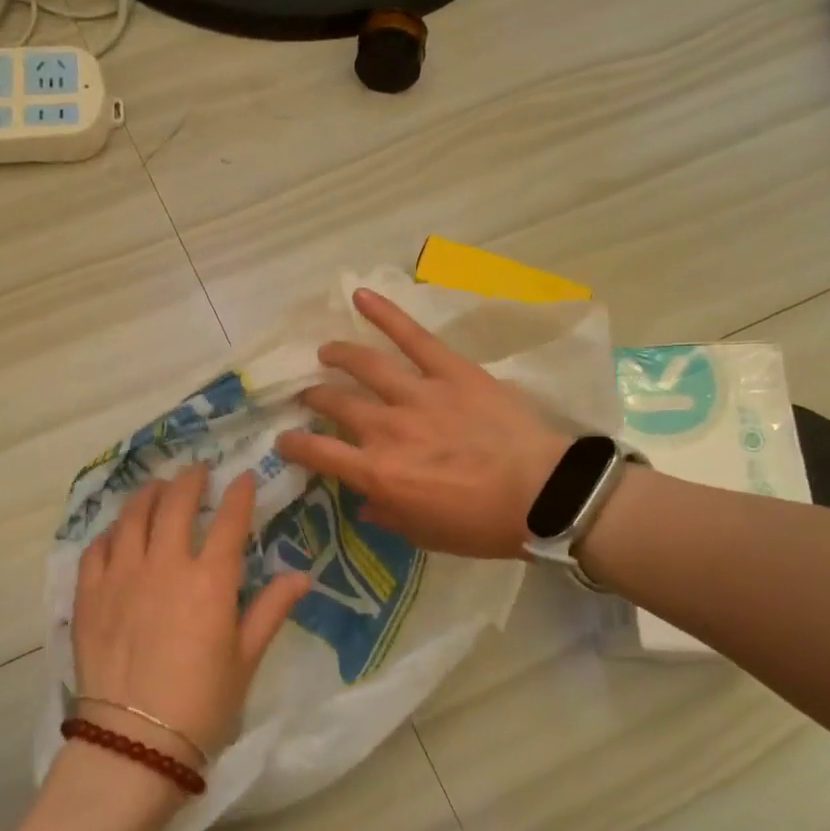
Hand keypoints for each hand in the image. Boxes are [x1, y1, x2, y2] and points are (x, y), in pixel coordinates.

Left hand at [72, 465, 310, 768]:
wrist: (134, 743)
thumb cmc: (202, 705)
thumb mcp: (245, 659)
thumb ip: (270, 610)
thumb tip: (302, 576)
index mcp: (210, 581)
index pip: (230, 521)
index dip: (240, 494)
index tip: (245, 477)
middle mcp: (165, 565)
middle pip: (176, 504)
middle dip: (190, 480)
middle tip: (198, 472)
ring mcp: (121, 575)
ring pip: (133, 516)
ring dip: (148, 494)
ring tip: (157, 488)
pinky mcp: (88, 594)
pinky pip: (97, 547)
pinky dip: (111, 532)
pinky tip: (117, 532)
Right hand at [274, 288, 568, 559]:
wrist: (544, 496)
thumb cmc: (482, 525)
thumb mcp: (426, 535)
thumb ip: (388, 516)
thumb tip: (365, 504)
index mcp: (378, 473)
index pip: (319, 453)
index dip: (294, 445)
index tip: (285, 440)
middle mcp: (387, 429)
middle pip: (336, 404)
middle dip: (315, 398)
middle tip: (310, 395)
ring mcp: (418, 395)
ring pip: (365, 365)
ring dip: (339, 355)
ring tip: (326, 351)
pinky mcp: (451, 372)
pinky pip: (413, 337)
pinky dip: (386, 313)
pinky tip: (360, 296)